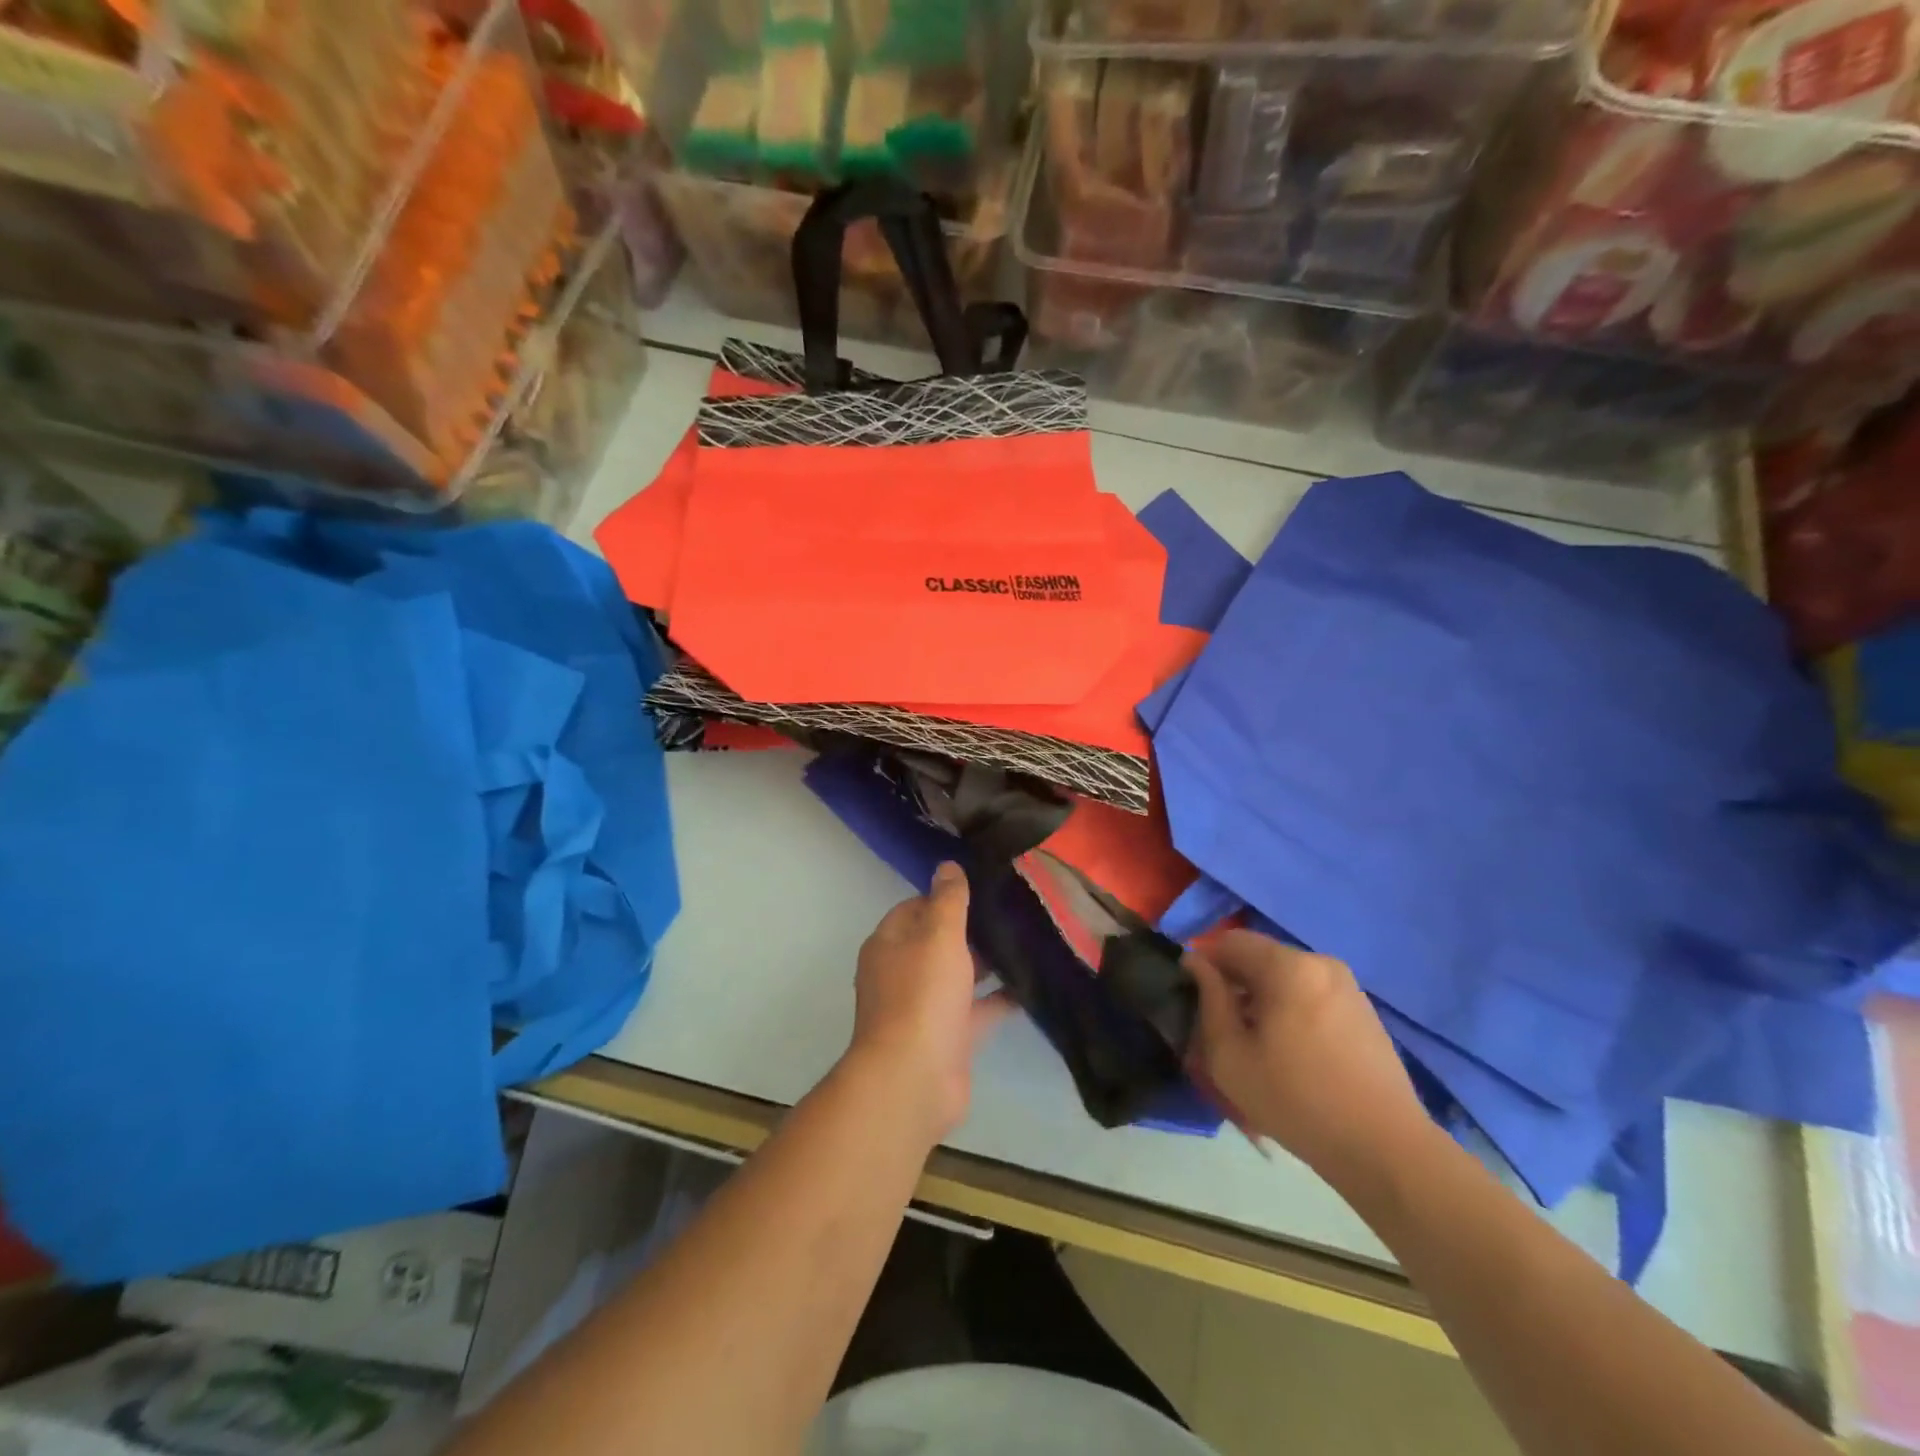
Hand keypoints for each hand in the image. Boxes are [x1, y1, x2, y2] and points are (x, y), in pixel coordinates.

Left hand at [848, 863, 1007, 1143]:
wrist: (913, 1079)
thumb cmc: (921, 996)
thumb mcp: (938, 936)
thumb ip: (947, 900)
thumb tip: (947, 865)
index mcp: (890, 944)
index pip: (916, 907)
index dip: (945, 896)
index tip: (983, 886)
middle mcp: (903, 972)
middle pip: (939, 941)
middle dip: (972, 928)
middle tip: (1014, 910)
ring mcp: (926, 1007)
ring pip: (960, 975)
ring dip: (988, 963)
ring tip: (1028, 940)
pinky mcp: (950, 1037)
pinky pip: (978, 1009)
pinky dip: (1001, 998)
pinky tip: (1032, 985)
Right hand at [1189, 930, 1436, 1193]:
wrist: (1385, 1149)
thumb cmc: (1296, 1100)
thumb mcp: (1230, 1055)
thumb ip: (1208, 1000)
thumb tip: (1196, 964)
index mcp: (1287, 966)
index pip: (1229, 941)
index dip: (1203, 963)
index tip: (1194, 998)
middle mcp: (1319, 962)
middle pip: (1260, 957)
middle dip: (1234, 982)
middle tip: (1221, 1026)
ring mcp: (1347, 985)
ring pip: (1286, 976)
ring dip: (1262, 997)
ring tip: (1256, 1043)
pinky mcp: (1363, 1010)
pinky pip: (1311, 993)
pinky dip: (1291, 1009)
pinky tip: (1292, 1052)